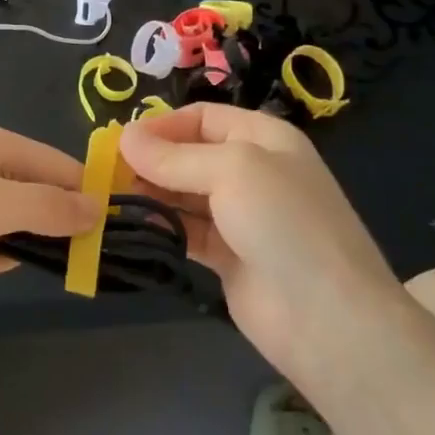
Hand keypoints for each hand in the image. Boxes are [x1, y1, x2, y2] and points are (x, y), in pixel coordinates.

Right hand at [119, 103, 400, 380]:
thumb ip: (174, 156)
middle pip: (189, 154)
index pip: (203, 117)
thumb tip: (123, 137)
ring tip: (110, 198)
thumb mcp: (232, 171)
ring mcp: (241, 216)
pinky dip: (161, 225)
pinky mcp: (228, 256)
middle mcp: (253, 171)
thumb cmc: (285, 223)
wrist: (328, 317)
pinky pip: (186, 230)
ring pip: (184, 194)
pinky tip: (132, 225)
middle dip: (150, 160)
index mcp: (264, 138)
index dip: (162, 125)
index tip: (120, 142)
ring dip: (150, 193)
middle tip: (106, 173)